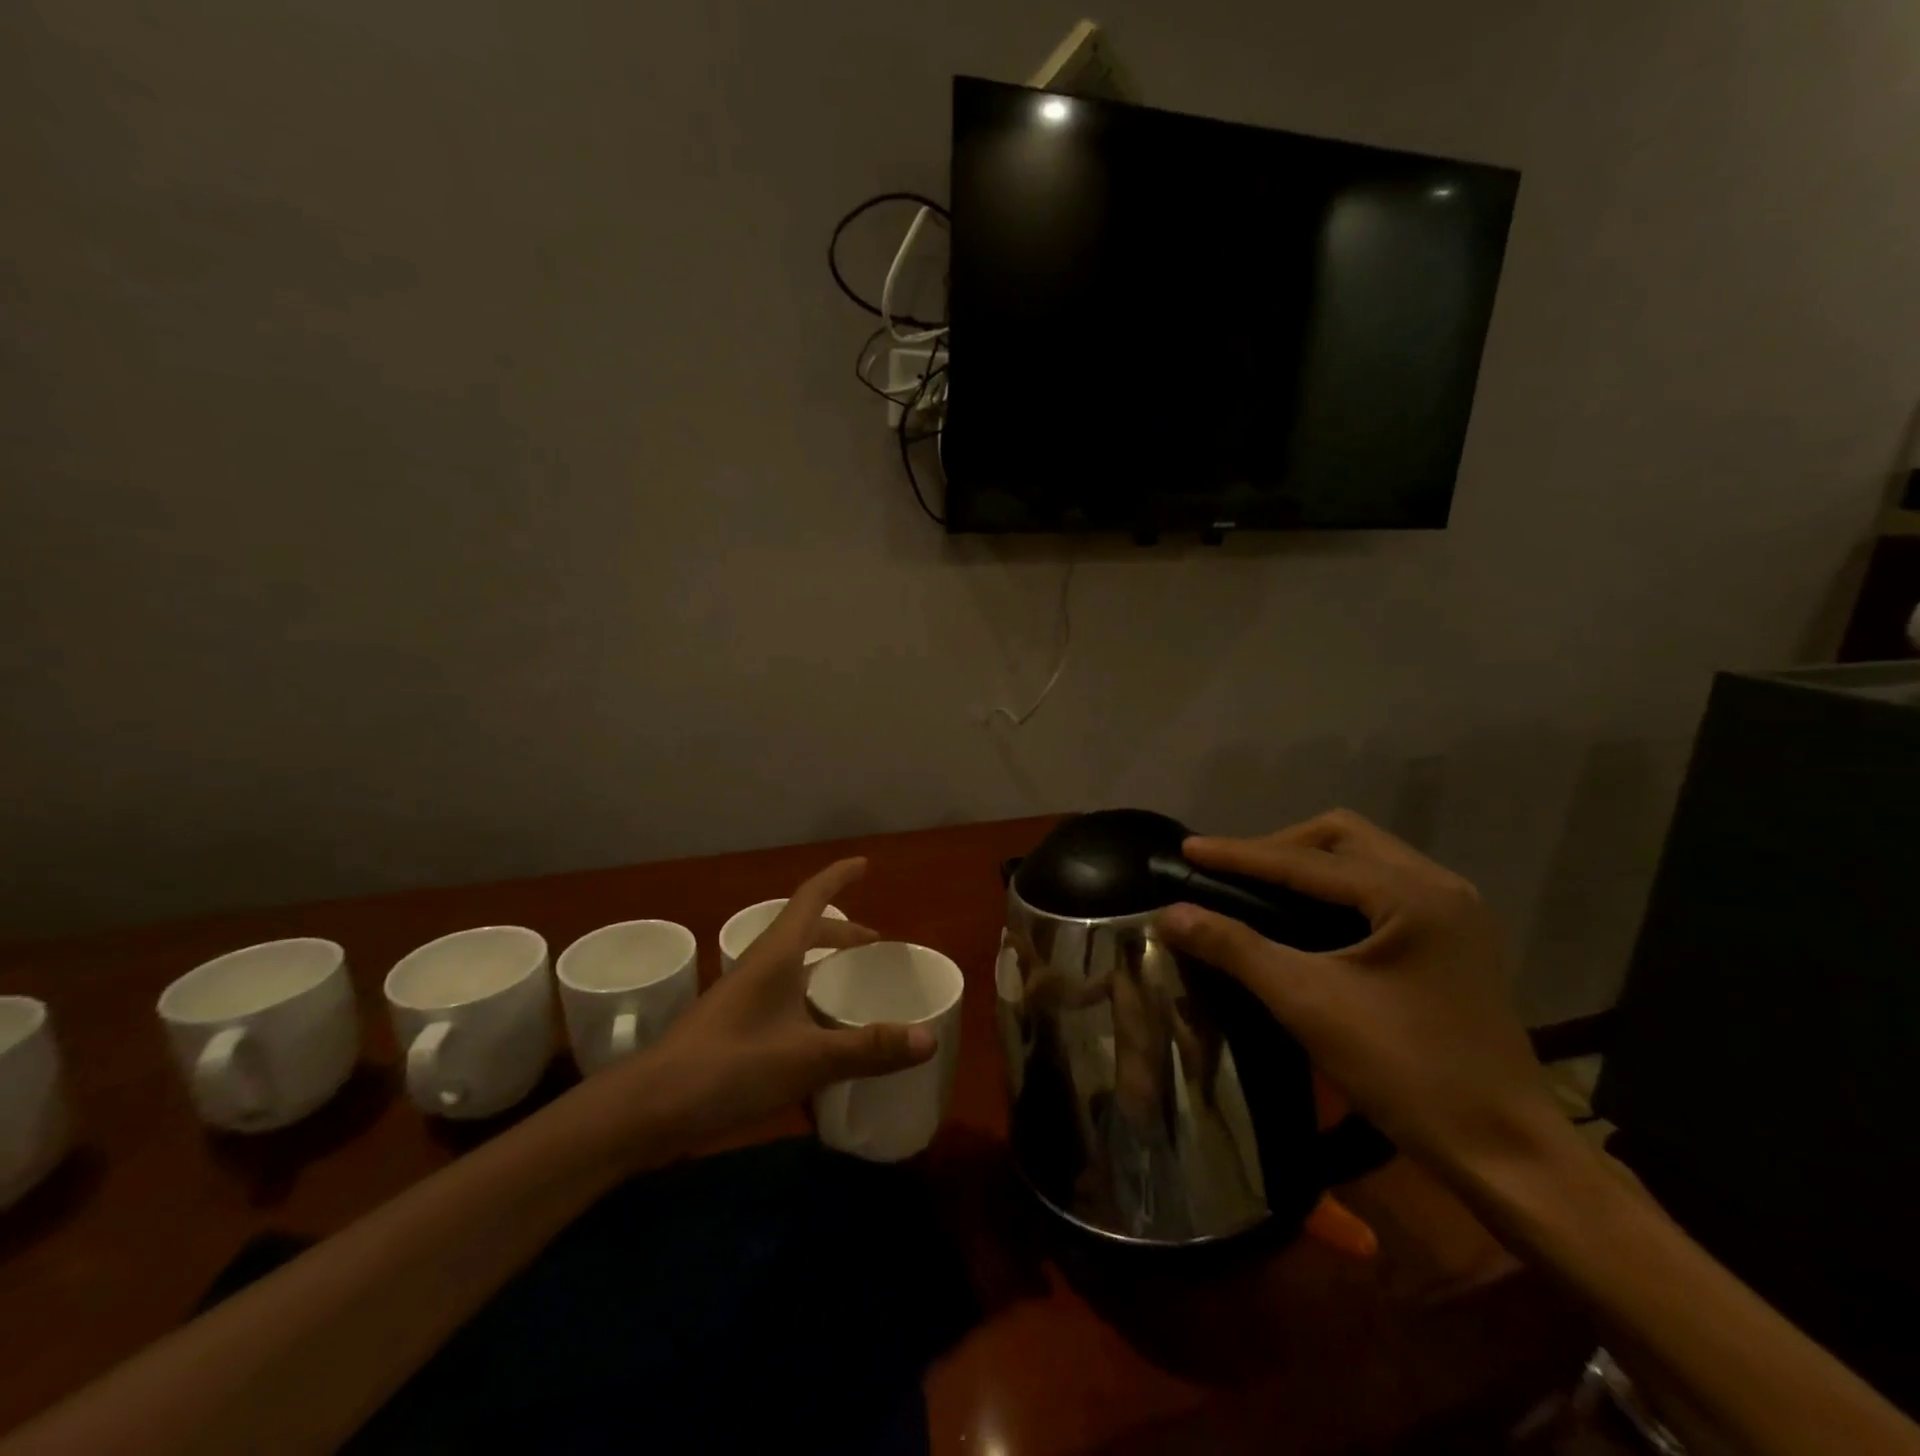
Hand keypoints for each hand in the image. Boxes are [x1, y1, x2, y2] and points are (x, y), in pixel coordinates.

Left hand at [637, 857, 936, 1146]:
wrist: (647, 1109)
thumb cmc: (728, 1068)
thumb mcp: (807, 1059)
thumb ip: (868, 1048)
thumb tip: (929, 1038)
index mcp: (776, 955)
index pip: (812, 897)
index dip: (839, 877)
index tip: (865, 864)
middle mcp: (758, 965)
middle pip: (804, 930)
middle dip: (841, 930)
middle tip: (873, 944)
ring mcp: (741, 995)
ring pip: (790, 963)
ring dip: (821, 963)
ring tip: (849, 984)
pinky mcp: (732, 1025)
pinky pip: (779, 994)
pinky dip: (805, 998)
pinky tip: (816, 1035)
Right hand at [1156, 810, 1554, 1177]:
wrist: (1505, 1154)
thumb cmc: (1408, 1072)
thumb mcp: (1309, 1004)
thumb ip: (1235, 949)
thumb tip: (1170, 913)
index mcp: (1413, 895)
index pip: (1307, 861)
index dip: (1240, 854)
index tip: (1187, 848)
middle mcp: (1440, 887)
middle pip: (1342, 839)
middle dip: (1279, 849)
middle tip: (1231, 875)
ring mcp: (1452, 913)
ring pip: (1363, 860)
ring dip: (1307, 867)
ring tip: (1258, 889)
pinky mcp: (1451, 941)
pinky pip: (1380, 888)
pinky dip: (1334, 891)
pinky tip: (1305, 918)